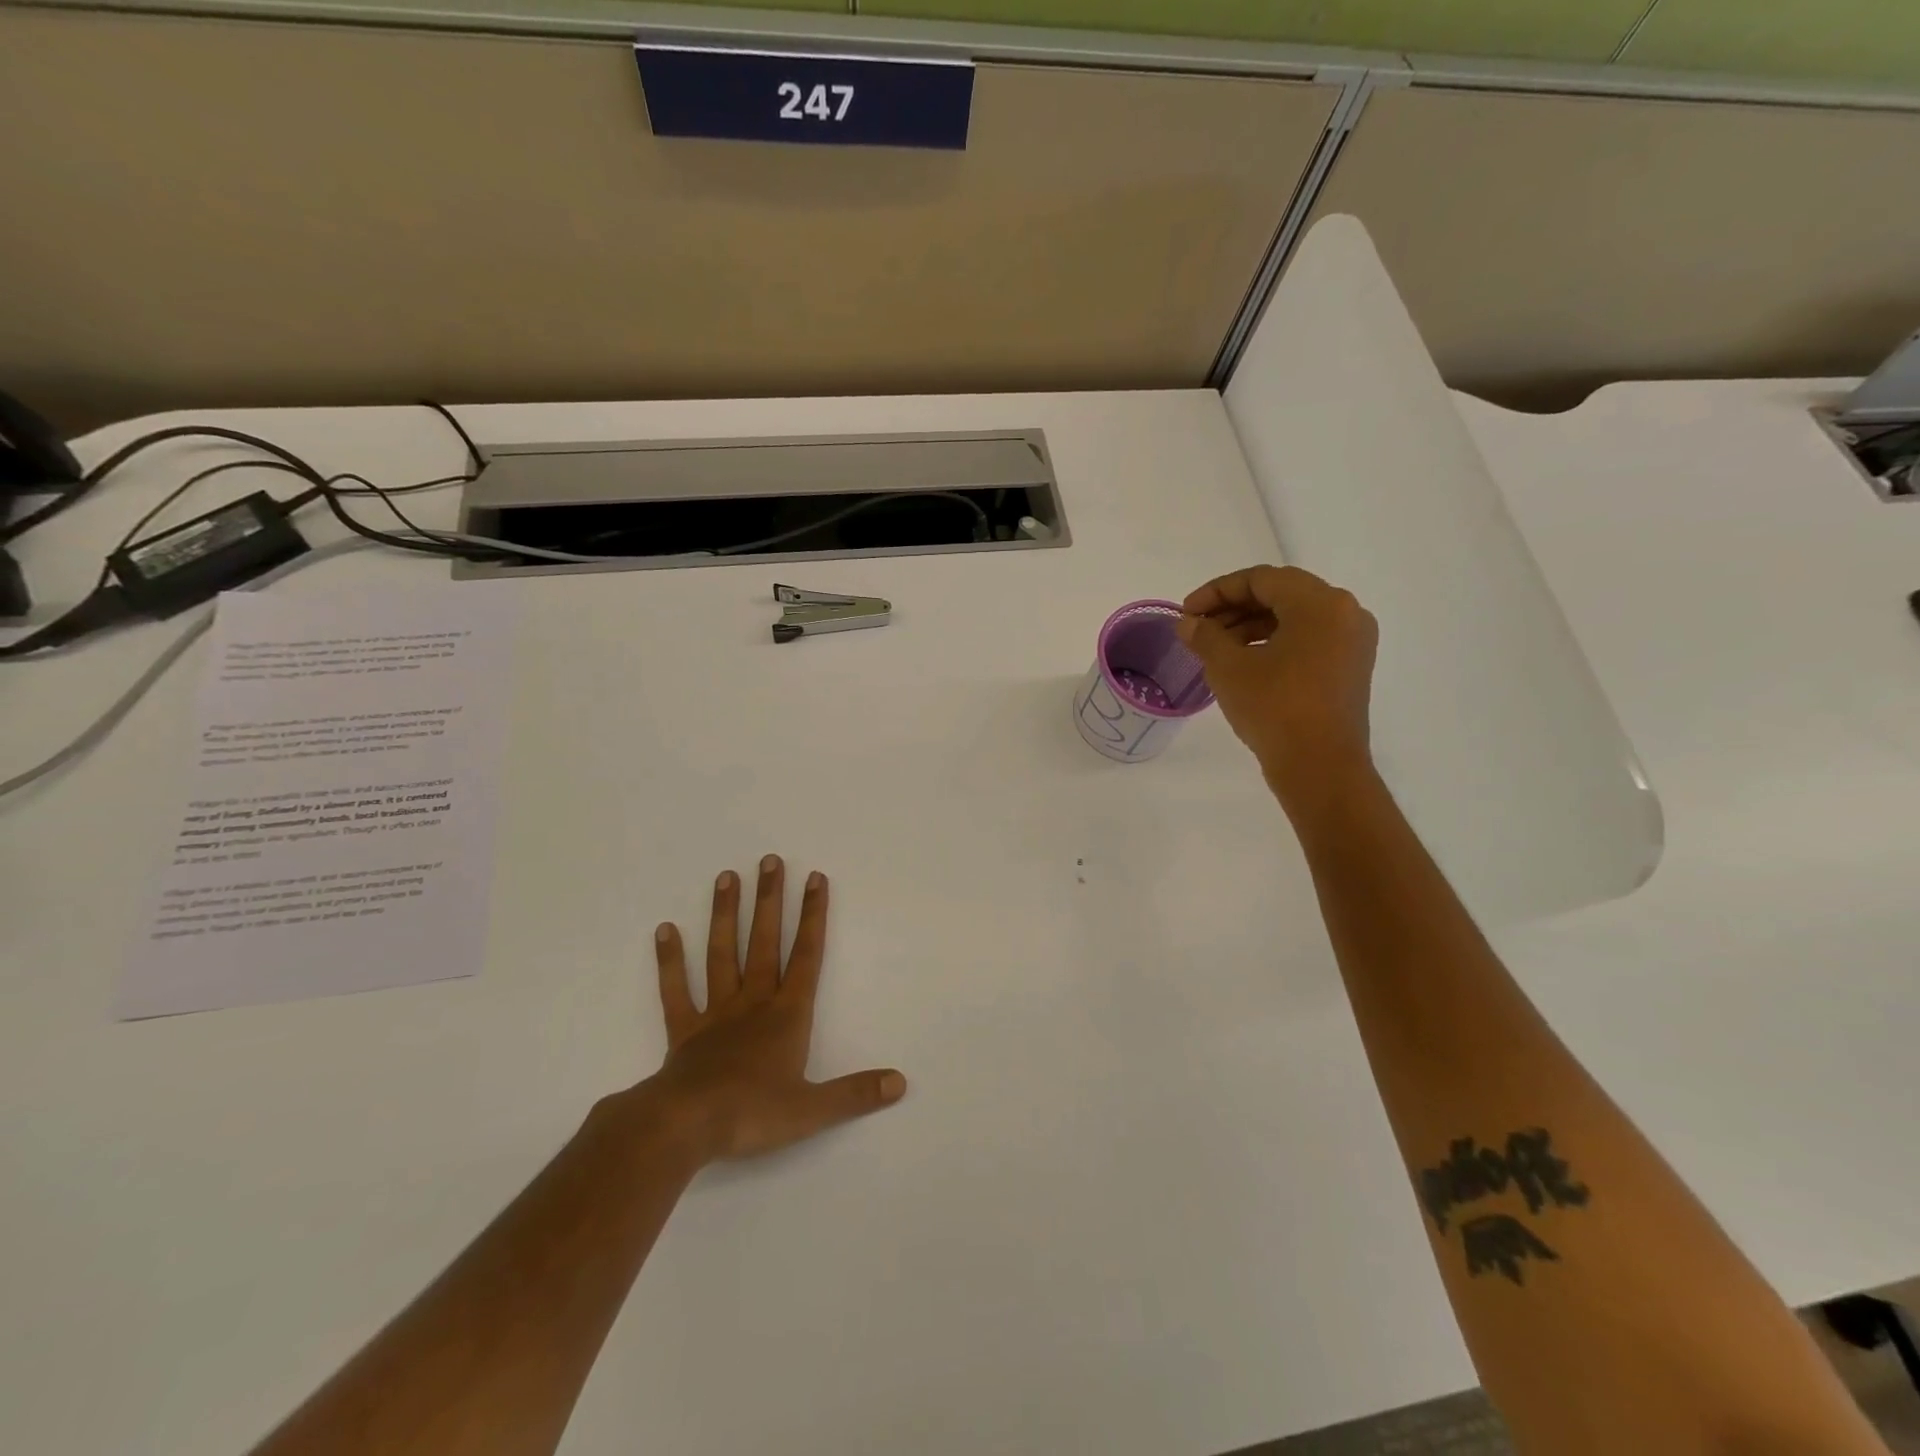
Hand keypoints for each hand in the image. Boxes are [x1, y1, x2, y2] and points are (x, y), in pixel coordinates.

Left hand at [646, 855, 905, 1162]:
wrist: (685, 1126)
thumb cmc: (752, 1113)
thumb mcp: (812, 1110)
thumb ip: (856, 1093)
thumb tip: (900, 1082)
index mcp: (787, 1016)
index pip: (807, 956)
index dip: (814, 916)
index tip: (815, 878)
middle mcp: (753, 1003)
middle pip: (764, 942)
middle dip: (771, 901)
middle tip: (770, 860)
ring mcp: (715, 1013)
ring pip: (722, 954)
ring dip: (726, 915)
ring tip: (727, 877)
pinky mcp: (683, 1031)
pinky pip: (676, 990)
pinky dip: (670, 961)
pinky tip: (665, 929)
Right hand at [1178, 565, 1379, 813]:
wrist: (1320, 768)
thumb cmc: (1274, 708)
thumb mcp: (1229, 668)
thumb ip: (1205, 636)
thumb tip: (1188, 623)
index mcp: (1320, 603)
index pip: (1261, 579)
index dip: (1216, 591)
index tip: (1187, 612)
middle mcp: (1344, 612)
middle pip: (1280, 594)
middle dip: (1233, 608)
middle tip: (1197, 628)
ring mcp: (1352, 641)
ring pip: (1293, 618)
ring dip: (1250, 626)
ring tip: (1214, 648)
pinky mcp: (1349, 667)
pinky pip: (1307, 639)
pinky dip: (1273, 643)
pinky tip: (1243, 662)